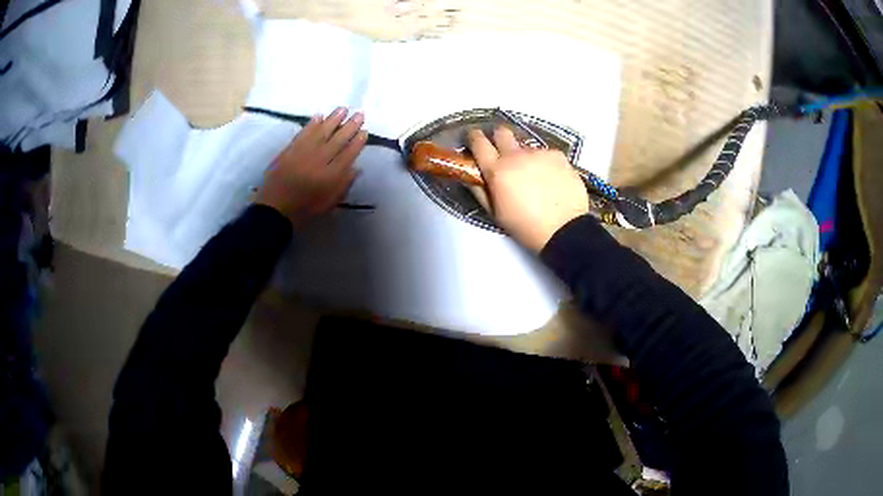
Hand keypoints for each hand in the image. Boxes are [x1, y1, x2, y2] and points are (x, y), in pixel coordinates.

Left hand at [255, 107, 367, 225]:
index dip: (357, 142)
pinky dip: (312, 124)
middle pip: (338, 140)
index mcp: (331, 176)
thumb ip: (343, 185)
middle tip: (359, 114)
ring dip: (333, 119)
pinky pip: (303, 133)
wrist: (276, 208)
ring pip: (322, 132)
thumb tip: (356, 167)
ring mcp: (304, 153)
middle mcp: (320, 160)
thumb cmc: (305, 208)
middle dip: (350, 126)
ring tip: (343, 109)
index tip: (365, 132)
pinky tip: (319, 115)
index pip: (348, 154)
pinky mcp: (291, 149)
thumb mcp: (329, 202)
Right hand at [467, 127, 588, 252]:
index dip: (474, 137)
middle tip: (503, 152)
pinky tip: (551, 179)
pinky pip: (546, 154)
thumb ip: (480, 190)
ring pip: (526, 147)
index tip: (475, 138)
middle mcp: (515, 156)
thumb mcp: (495, 213)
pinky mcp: (558, 155)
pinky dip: (545, 163)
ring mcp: (538, 153)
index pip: (478, 142)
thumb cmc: (526, 227)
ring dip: (525, 156)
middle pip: (502, 132)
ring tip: (535, 176)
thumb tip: (471, 175)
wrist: (564, 230)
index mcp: (496, 170)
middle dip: (499, 138)